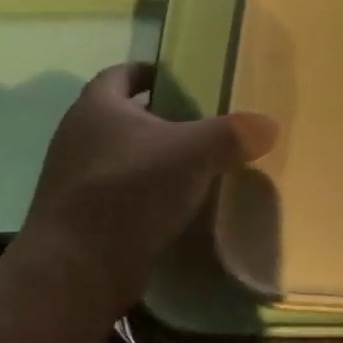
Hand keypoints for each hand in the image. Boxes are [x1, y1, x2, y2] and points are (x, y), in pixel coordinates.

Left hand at [24, 62, 277, 313]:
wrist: (75, 270)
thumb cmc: (129, 191)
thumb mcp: (192, 154)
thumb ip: (231, 135)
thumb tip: (269, 124)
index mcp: (97, 106)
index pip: (122, 72)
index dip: (150, 71)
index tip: (180, 77)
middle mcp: (77, 135)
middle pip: (121, 115)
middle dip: (158, 117)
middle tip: (199, 124)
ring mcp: (73, 178)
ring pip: (120, 156)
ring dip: (151, 159)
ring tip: (193, 166)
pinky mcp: (78, 217)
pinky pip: (117, 193)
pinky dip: (142, 193)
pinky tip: (173, 207)